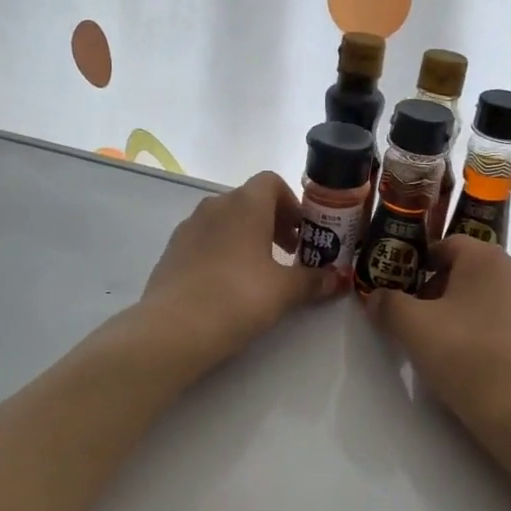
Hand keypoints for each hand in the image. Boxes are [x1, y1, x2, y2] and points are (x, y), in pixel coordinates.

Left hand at [140, 171, 341, 364]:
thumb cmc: (238, 297)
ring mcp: (189, 226)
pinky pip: (206, 239)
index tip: (303, 233)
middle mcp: (215, 205)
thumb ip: (313, 280)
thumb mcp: (284, 291)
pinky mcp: (172, 250)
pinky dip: (223, 251)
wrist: (173, 328)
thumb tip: (338, 279)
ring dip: (248, 236)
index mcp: (245, 204)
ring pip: (226, 220)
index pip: (271, 182)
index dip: (291, 203)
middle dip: (274, 222)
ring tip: (260, 272)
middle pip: (250, 201)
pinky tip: (229, 285)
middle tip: (289, 255)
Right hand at [363, 236, 510, 426]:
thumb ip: (388, 304)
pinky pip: (509, 323)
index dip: (421, 265)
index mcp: (485, 258)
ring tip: (447, 344)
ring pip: (490, 298)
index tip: (404, 291)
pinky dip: (490, 333)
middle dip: (441, 290)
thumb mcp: (412, 327)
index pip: (447, 246)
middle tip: (420, 320)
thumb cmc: (464, 354)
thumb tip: (376, 297)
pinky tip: (478, 362)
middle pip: (469, 271)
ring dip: (466, 312)